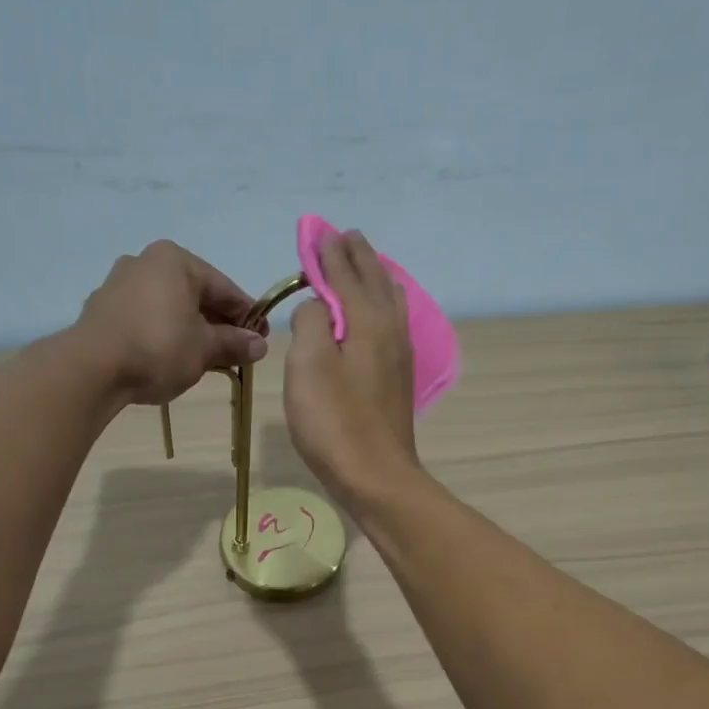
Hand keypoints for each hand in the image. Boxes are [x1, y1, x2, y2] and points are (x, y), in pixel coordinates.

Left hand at [76, 241, 266, 403]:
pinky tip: (171, 357)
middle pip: (195, 294)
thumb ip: (234, 343)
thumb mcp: (205, 349)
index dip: (247, 315)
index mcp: (176, 260)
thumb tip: (260, 344)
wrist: (92, 368)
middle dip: (218, 323)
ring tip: (204, 358)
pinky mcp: (102, 308)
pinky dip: (164, 333)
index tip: (261, 338)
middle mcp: (146, 261)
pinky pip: (146, 317)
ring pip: (169, 306)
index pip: (225, 288)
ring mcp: (119, 283)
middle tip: (236, 351)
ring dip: (190, 329)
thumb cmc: (159, 348)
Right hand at [284, 229, 419, 505]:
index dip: (329, 252)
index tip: (320, 232)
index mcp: (368, 320)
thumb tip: (320, 306)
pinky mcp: (398, 379)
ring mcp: (400, 356)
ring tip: (365, 265)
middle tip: (345, 237)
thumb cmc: (335, 420)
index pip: (346, 273)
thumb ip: (311, 321)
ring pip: (390, 301)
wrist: (375, 476)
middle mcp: (391, 330)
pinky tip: (380, 314)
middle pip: (375, 281)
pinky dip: (382, 304)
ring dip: (374, 277)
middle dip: (357, 257)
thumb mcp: (309, 364)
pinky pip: (392, 323)